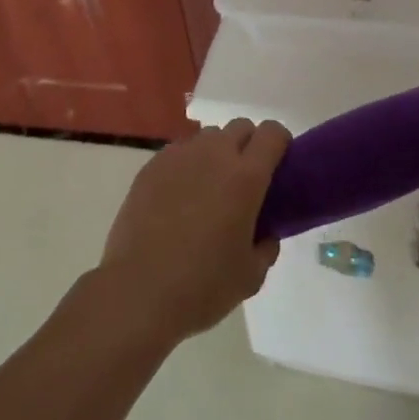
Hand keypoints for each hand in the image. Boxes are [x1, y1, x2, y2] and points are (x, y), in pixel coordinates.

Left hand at [96, 117, 289, 347]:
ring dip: (217, 153)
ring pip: (208, 137)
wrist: (138, 292)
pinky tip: (179, 197)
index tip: (279, 164)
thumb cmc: (202, 286)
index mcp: (246, 176)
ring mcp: (179, 157)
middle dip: (249, 144)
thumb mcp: (251, 276)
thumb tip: (265, 232)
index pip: (272, 133)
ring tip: (209, 188)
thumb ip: (266, 245)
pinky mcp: (151, 166)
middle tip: (245, 179)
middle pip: (240, 127)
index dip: (280, 143)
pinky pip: (179, 152)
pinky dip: (187, 165)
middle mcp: (214, 155)